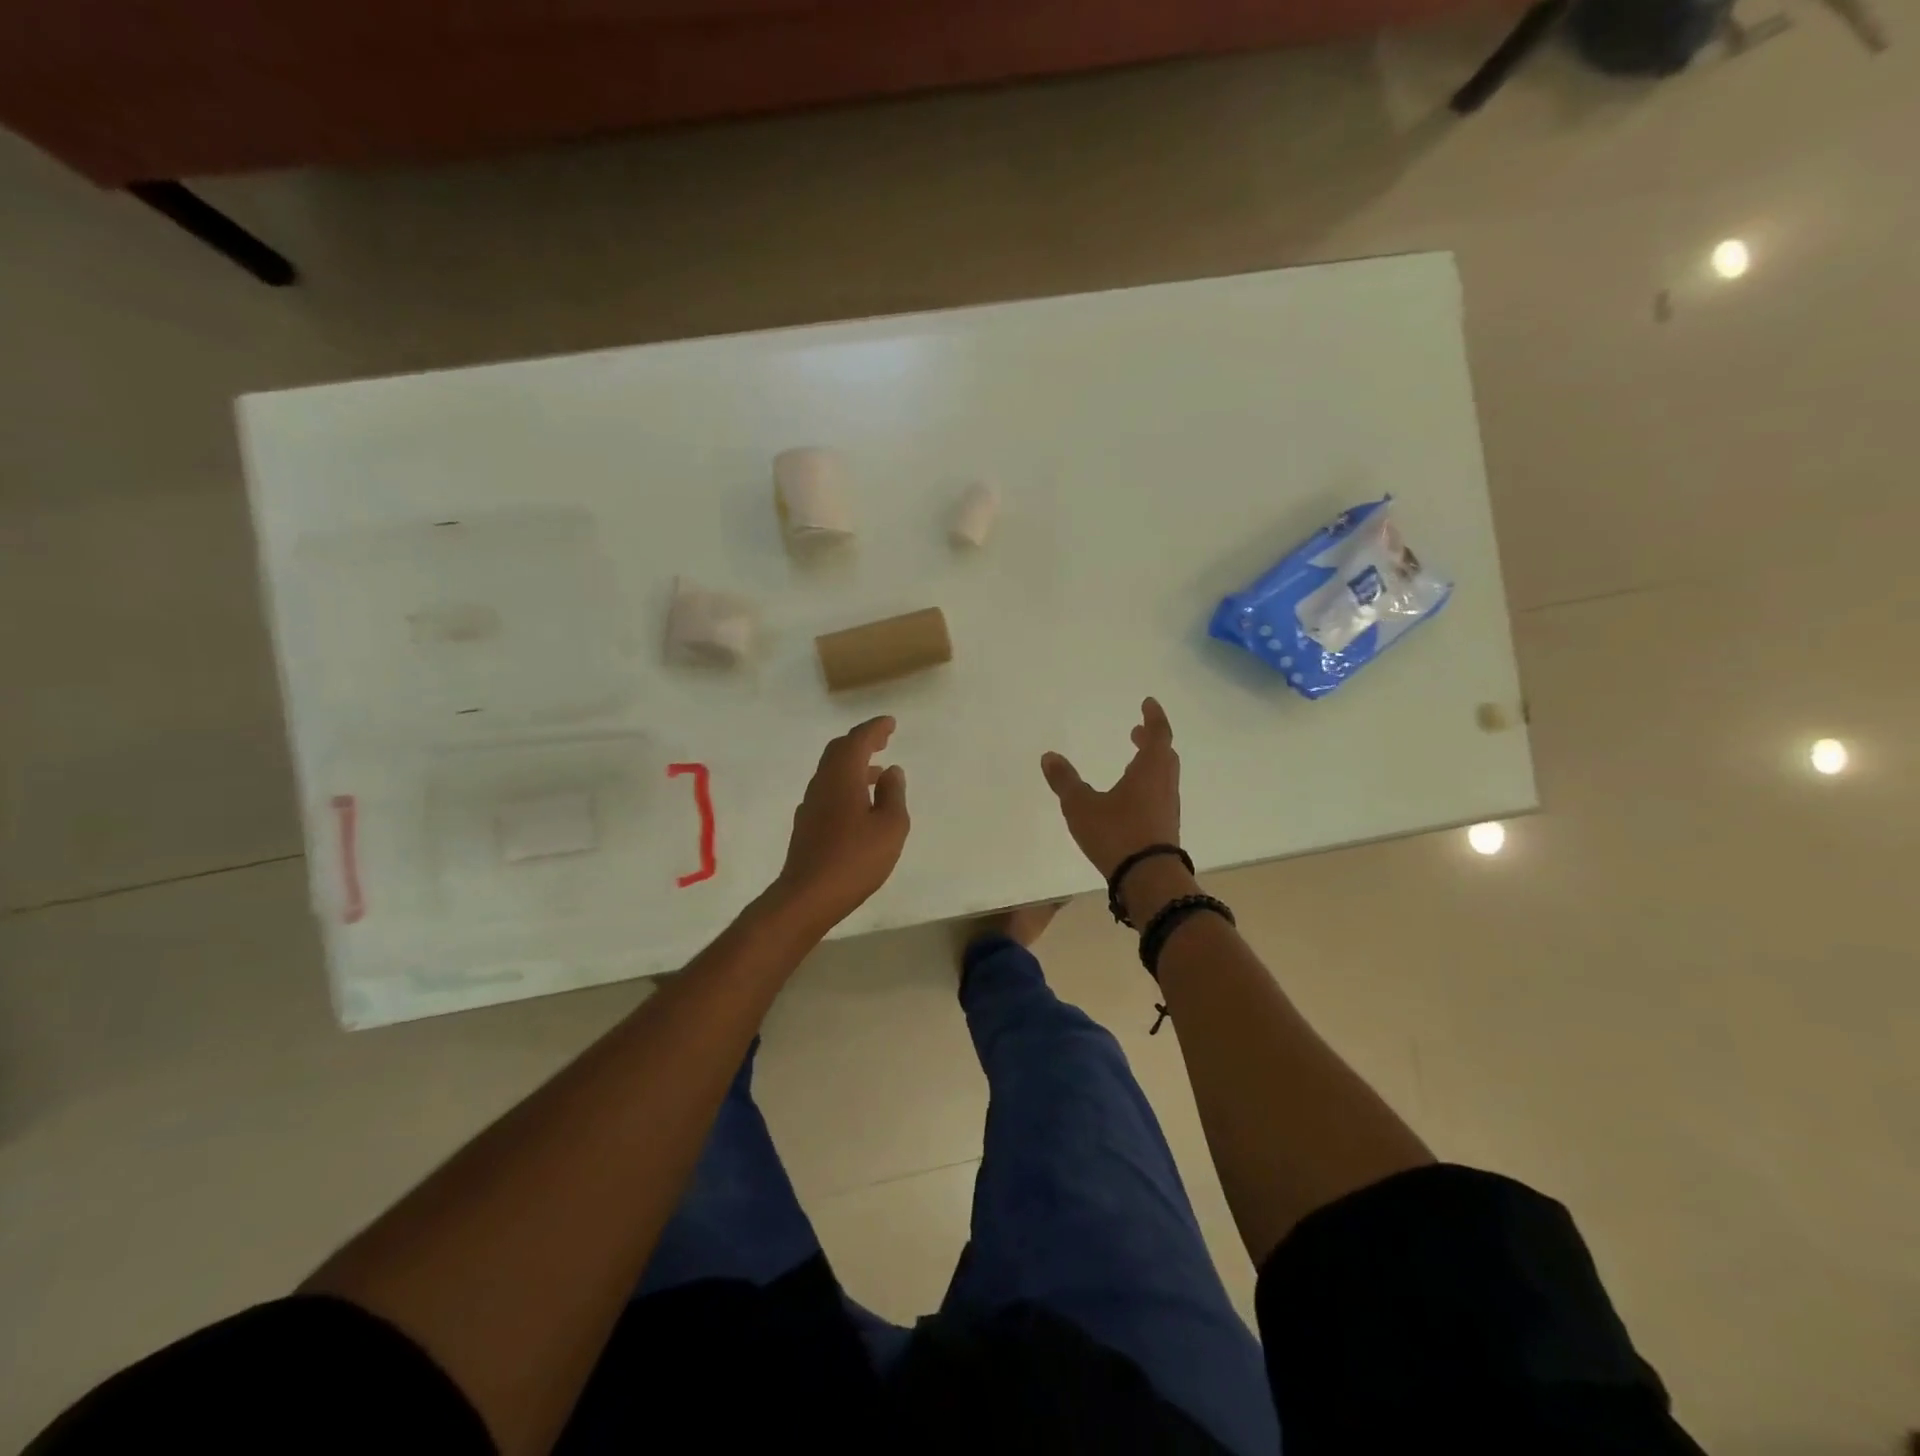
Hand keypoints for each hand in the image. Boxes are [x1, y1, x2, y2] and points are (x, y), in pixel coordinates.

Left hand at [772, 716, 910, 932]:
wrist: (808, 895)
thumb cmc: (855, 859)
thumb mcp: (890, 827)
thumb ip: (894, 794)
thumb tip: (891, 771)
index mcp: (843, 777)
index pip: (858, 740)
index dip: (875, 728)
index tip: (890, 723)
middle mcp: (823, 783)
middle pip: (839, 750)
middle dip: (861, 741)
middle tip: (883, 739)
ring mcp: (811, 804)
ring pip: (832, 771)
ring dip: (854, 764)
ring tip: (879, 772)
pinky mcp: (807, 823)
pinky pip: (828, 789)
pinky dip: (846, 783)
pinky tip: (859, 802)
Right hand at [1040, 697, 1181, 881]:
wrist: (1148, 879)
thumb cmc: (1116, 834)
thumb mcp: (1081, 806)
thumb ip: (1065, 781)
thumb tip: (1049, 756)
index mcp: (1149, 770)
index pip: (1158, 735)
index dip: (1154, 718)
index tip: (1148, 703)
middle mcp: (1164, 785)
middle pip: (1164, 755)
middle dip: (1151, 741)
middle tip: (1136, 732)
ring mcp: (1168, 809)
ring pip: (1164, 777)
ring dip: (1151, 764)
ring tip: (1132, 763)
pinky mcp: (1166, 830)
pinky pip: (1160, 797)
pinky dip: (1148, 786)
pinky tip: (1131, 799)